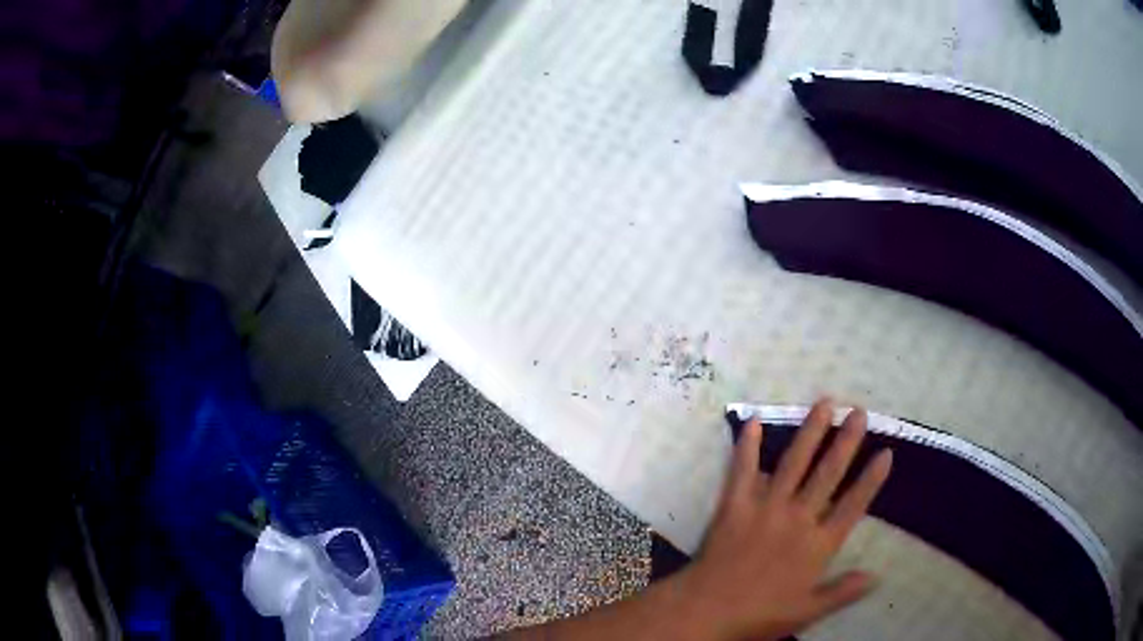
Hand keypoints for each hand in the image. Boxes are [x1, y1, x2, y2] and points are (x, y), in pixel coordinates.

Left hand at [679, 398, 893, 640]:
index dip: (871, 479)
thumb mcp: (807, 611)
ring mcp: (766, 508)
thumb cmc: (760, 615)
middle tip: (859, 412)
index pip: (853, 505)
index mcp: (818, 545)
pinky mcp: (735, 506)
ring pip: (794, 463)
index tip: (886, 452)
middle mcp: (798, 518)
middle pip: (828, 473)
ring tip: (825, 403)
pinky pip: (742, 471)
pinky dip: (747, 446)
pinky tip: (753, 420)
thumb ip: (843, 592)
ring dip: (810, 432)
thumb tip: (877, 576)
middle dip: (846, 441)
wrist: (707, 610)